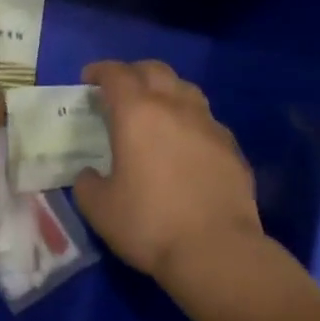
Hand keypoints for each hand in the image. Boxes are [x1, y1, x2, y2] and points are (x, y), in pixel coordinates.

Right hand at [73, 60, 262, 282]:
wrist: (217, 250)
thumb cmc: (150, 224)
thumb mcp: (100, 209)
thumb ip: (87, 184)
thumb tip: (90, 175)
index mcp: (137, 113)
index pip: (116, 74)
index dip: (100, 71)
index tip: (89, 79)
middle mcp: (174, 106)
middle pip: (154, 70)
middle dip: (134, 73)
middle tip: (121, 90)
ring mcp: (208, 124)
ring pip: (185, 89)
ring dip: (166, 91)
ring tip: (156, 110)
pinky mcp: (231, 146)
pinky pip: (206, 120)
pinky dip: (191, 121)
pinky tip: (187, 144)